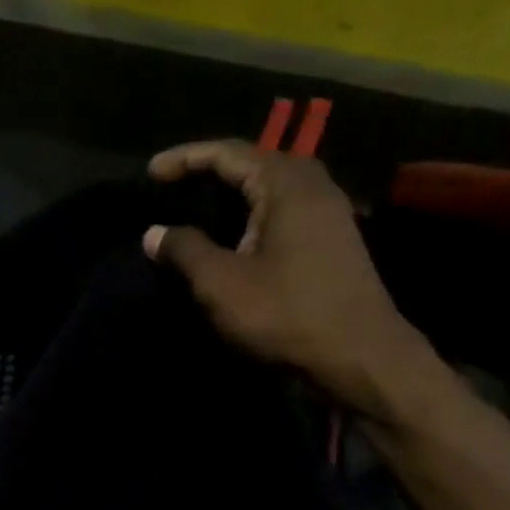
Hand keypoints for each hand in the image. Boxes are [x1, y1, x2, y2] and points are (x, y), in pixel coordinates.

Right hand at [142, 140, 439, 422]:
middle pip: (255, 162)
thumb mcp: (221, 283)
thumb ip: (184, 250)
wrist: (359, 357)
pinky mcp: (335, 241)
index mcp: (286, 184)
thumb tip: (153, 232)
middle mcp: (313, 187)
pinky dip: (254, 214)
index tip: (151, 172)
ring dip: (235, 193)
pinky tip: (237, 236)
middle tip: (175, 185)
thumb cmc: (286, 314)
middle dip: (212, 170)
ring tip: (200, 208)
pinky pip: (286, 210)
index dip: (185, 158)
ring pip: (273, 187)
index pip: (228, 152)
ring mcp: (330, 214)